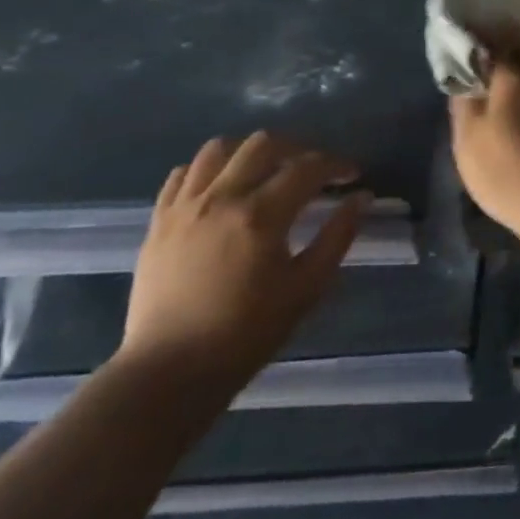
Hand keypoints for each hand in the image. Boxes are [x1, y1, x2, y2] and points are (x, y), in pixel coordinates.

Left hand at [121, 132, 368, 386]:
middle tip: (311, 170)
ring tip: (264, 171)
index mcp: (261, 215)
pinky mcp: (158, 223)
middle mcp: (221, 198)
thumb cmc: (246, 334)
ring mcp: (184, 208)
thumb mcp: (307, 288)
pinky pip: (180, 175)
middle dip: (296, 148)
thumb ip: (338, 236)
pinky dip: (206, 171)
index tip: (352, 175)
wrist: (168, 375)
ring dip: (249, 152)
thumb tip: (361, 197)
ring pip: (218, 149)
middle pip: (263, 144)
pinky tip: (221, 188)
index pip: (308, 167)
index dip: (336, 165)